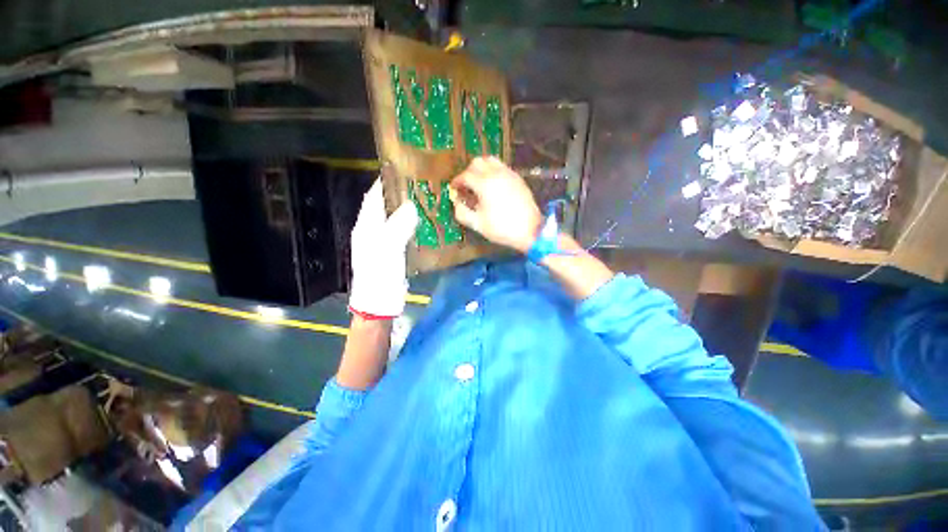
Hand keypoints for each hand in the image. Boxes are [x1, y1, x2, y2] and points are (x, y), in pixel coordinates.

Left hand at [348, 179, 418, 317]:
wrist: (379, 304)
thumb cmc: (379, 276)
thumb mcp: (387, 249)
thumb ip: (397, 226)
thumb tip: (411, 206)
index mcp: (366, 227)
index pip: (373, 198)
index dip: (384, 183)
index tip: (400, 171)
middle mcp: (372, 231)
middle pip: (385, 207)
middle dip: (400, 195)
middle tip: (421, 186)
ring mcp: (383, 243)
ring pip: (396, 220)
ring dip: (408, 211)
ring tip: (427, 201)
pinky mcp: (393, 252)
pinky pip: (403, 233)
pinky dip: (413, 226)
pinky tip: (426, 224)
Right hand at [450, 157, 542, 252]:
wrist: (530, 230)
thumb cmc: (502, 228)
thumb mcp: (477, 224)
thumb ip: (462, 212)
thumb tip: (456, 202)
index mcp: (485, 184)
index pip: (465, 175)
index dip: (457, 181)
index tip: (454, 189)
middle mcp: (496, 173)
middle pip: (477, 162)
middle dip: (468, 172)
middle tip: (466, 186)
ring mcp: (509, 173)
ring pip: (490, 160)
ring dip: (481, 168)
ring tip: (479, 183)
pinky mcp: (517, 177)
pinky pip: (501, 166)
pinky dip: (492, 171)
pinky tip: (493, 186)